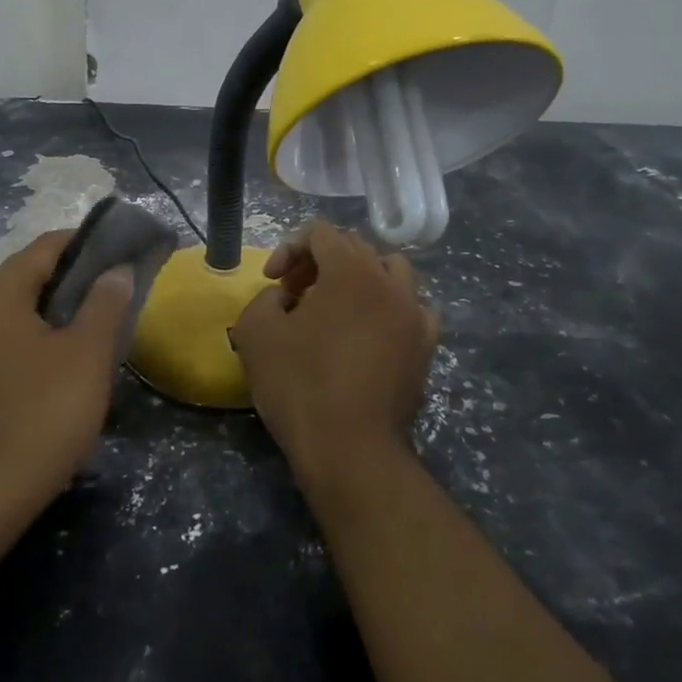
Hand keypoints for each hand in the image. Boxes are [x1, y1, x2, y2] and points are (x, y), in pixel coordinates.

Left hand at [0, 231, 133, 517]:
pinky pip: (12, 340)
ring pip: (23, 311)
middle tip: (121, 291)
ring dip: (62, 311)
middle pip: (32, 276)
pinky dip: (43, 338)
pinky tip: (71, 362)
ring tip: (103, 324)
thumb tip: (117, 270)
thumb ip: (105, 303)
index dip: (89, 243)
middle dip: (79, 279)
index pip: (47, 246)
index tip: (126, 252)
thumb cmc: (41, 414)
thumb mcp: (86, 354)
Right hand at [232, 221, 437, 488]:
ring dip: (359, 278)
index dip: (289, 248)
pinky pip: (412, 307)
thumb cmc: (299, 384)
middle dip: (319, 262)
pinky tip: (371, 332)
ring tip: (336, 307)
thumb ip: (264, 298)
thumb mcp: (255, 332)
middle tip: (295, 294)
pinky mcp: (426, 346)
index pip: (320, 232)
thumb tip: (284, 298)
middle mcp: (390, 281)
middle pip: (354, 248)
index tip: (272, 282)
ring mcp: (415, 313)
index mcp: (350, 270)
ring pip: (390, 272)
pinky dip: (389, 307)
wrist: (351, 449)